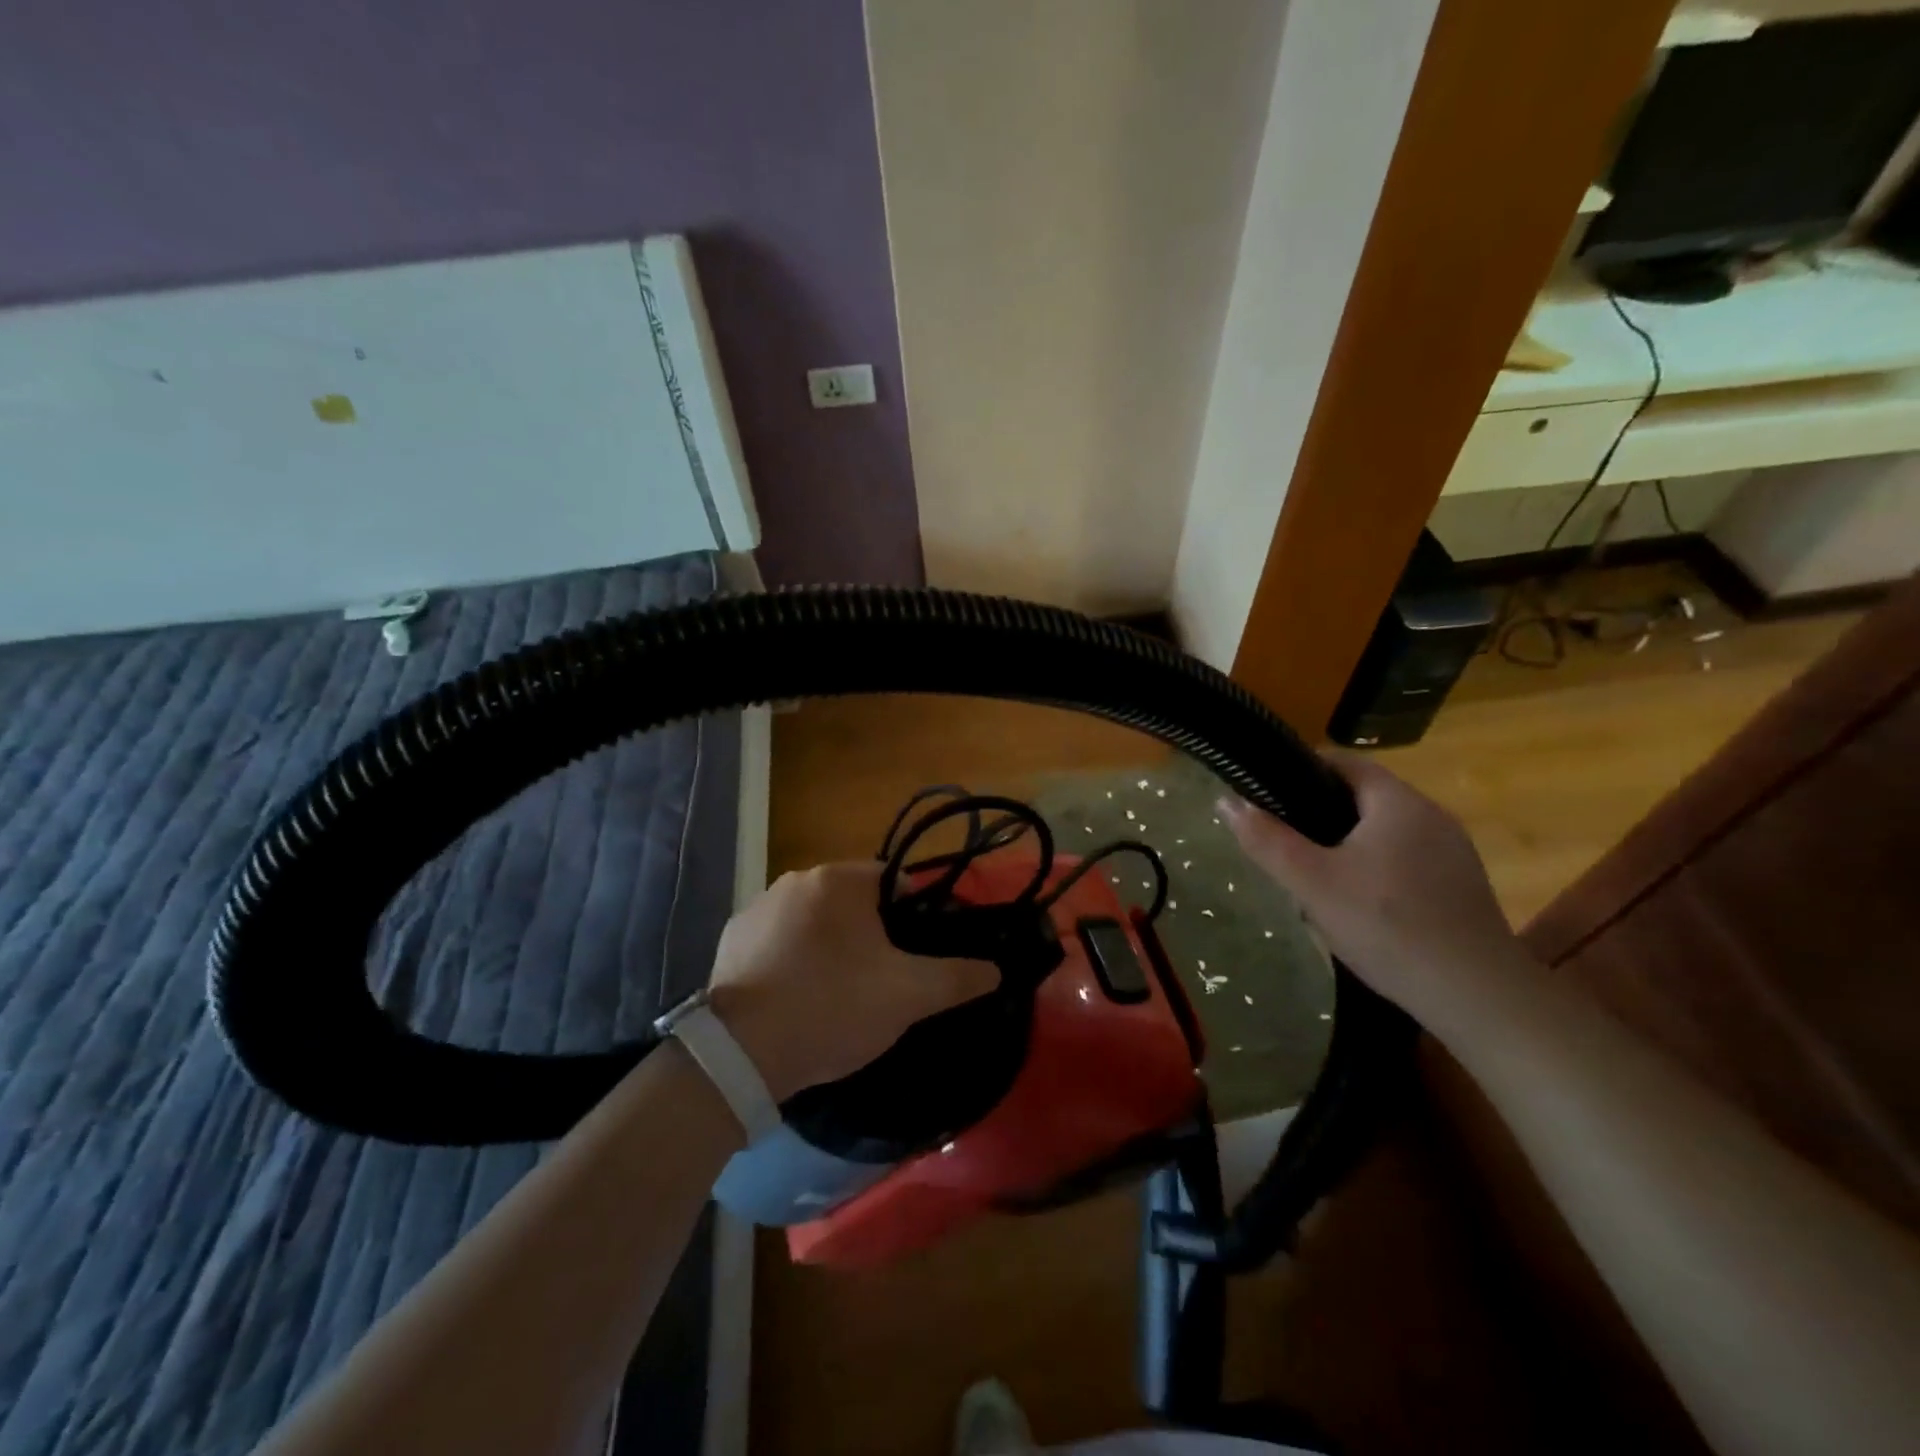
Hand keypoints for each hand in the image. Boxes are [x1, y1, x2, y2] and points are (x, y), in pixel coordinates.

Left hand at [704, 862, 1000, 1102]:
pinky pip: (777, 940)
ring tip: (837, 995)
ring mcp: (757, 907)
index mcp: (839, 880)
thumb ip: (958, 978)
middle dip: (871, 933)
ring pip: (814, 920)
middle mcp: (796, 880)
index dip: (912, 916)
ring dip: (830, 945)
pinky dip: (792, 958)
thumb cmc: (833, 1007)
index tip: (915, 955)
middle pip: (852, 900)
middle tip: (881, 981)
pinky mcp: (730, 938)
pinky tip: (795, 997)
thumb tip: (996, 969)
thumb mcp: (908, 996)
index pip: (894, 881)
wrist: (740, 1053)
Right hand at [1220, 753, 1528, 1030]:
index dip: (1301, 771)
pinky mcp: (1461, 886)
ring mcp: (1453, 852)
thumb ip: (1267, 840)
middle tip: (1283, 843)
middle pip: (1363, 798)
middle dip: (1319, 815)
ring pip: (1384, 833)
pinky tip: (1359, 906)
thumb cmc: (1387, 925)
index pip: (1344, 764)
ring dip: (1347, 846)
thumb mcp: (1312, 882)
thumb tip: (1225, 801)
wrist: (1477, 996)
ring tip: (1312, 877)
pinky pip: (1405, 861)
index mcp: (1398, 802)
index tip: (1266, 795)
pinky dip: (1375, 870)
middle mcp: (1432, 815)